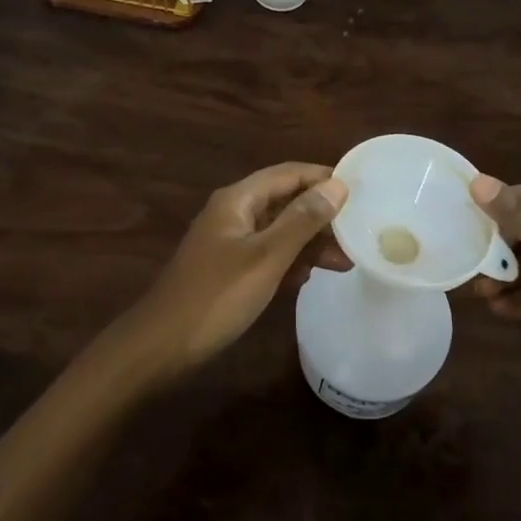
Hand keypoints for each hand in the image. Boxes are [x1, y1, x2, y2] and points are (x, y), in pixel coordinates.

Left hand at [126, 163, 348, 380]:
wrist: (161, 347)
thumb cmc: (216, 296)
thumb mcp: (266, 257)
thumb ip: (302, 220)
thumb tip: (337, 185)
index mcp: (238, 200)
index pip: (288, 174)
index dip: (322, 177)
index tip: (359, 189)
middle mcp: (233, 213)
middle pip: (284, 201)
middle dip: (320, 214)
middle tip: (357, 231)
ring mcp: (229, 242)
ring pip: (278, 230)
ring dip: (309, 241)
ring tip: (345, 260)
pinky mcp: (229, 269)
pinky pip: (267, 254)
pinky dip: (290, 261)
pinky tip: (310, 278)